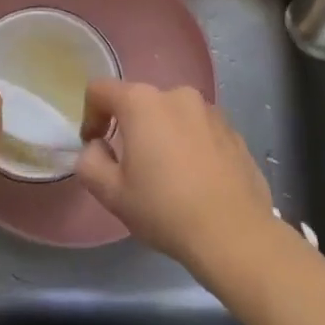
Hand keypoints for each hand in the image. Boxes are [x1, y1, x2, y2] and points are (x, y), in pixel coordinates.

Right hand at [75, 80, 278, 276]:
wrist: (235, 234)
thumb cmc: (165, 210)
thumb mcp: (112, 194)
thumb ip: (90, 162)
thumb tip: (97, 147)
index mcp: (142, 102)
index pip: (101, 90)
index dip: (90, 115)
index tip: (96, 146)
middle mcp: (177, 95)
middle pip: (139, 102)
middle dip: (129, 128)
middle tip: (131, 169)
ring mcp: (210, 110)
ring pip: (172, 115)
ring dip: (162, 135)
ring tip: (168, 177)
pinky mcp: (233, 130)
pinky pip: (199, 129)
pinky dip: (190, 145)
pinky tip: (196, 181)